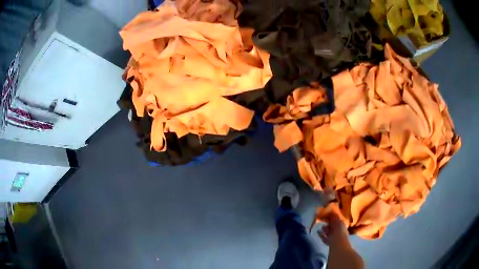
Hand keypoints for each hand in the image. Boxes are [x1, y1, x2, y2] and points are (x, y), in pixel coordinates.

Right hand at [317, 210, 348, 245]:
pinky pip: (324, 237)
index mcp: (342, 225)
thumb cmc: (339, 230)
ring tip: (320, 226)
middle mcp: (338, 231)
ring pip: (328, 232)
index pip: (337, 221)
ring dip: (325, 230)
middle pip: (333, 227)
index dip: (333, 218)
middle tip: (323, 221)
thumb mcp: (337, 220)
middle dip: (329, 224)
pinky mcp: (328, 242)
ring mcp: (333, 237)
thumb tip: (331, 211)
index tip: (328, 215)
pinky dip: (321, 234)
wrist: (337, 242)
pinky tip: (317, 231)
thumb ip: (333, 216)